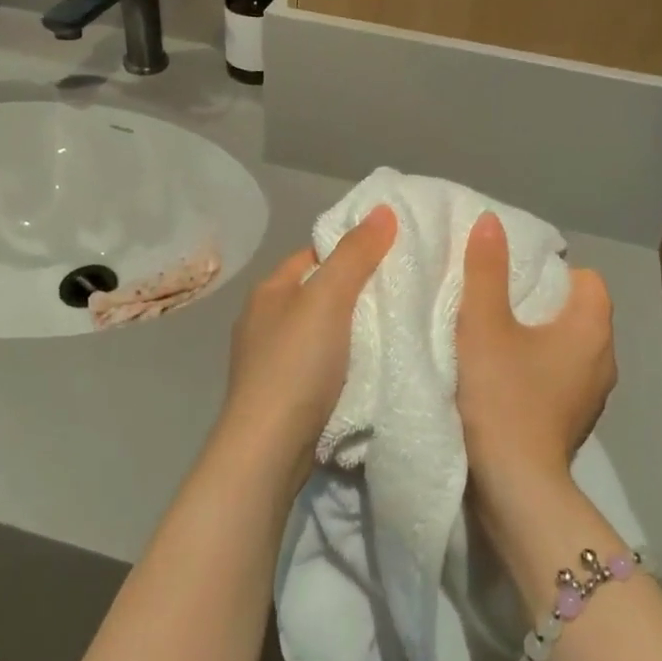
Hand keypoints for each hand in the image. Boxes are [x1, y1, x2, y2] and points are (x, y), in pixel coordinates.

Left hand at [217, 207, 397, 489]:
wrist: (267, 450)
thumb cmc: (296, 364)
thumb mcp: (329, 299)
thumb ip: (356, 254)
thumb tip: (382, 210)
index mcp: (269, 290)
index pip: (314, 255)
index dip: (349, 251)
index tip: (389, 257)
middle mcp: (263, 320)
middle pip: (317, 293)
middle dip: (354, 293)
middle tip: (399, 294)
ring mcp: (268, 361)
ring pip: (319, 332)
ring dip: (349, 331)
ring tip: (391, 331)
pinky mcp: (280, 396)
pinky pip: (318, 365)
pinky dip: (341, 363)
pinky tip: (366, 371)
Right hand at [456, 213, 615, 500]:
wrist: (513, 487)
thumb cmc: (503, 395)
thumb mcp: (484, 324)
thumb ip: (486, 270)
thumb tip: (491, 222)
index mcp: (591, 330)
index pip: (588, 281)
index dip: (554, 272)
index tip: (514, 277)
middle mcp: (603, 360)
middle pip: (579, 312)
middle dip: (542, 302)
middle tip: (498, 301)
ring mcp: (591, 396)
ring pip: (570, 347)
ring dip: (540, 338)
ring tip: (498, 336)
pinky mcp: (573, 421)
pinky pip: (562, 377)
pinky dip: (540, 369)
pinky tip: (506, 377)